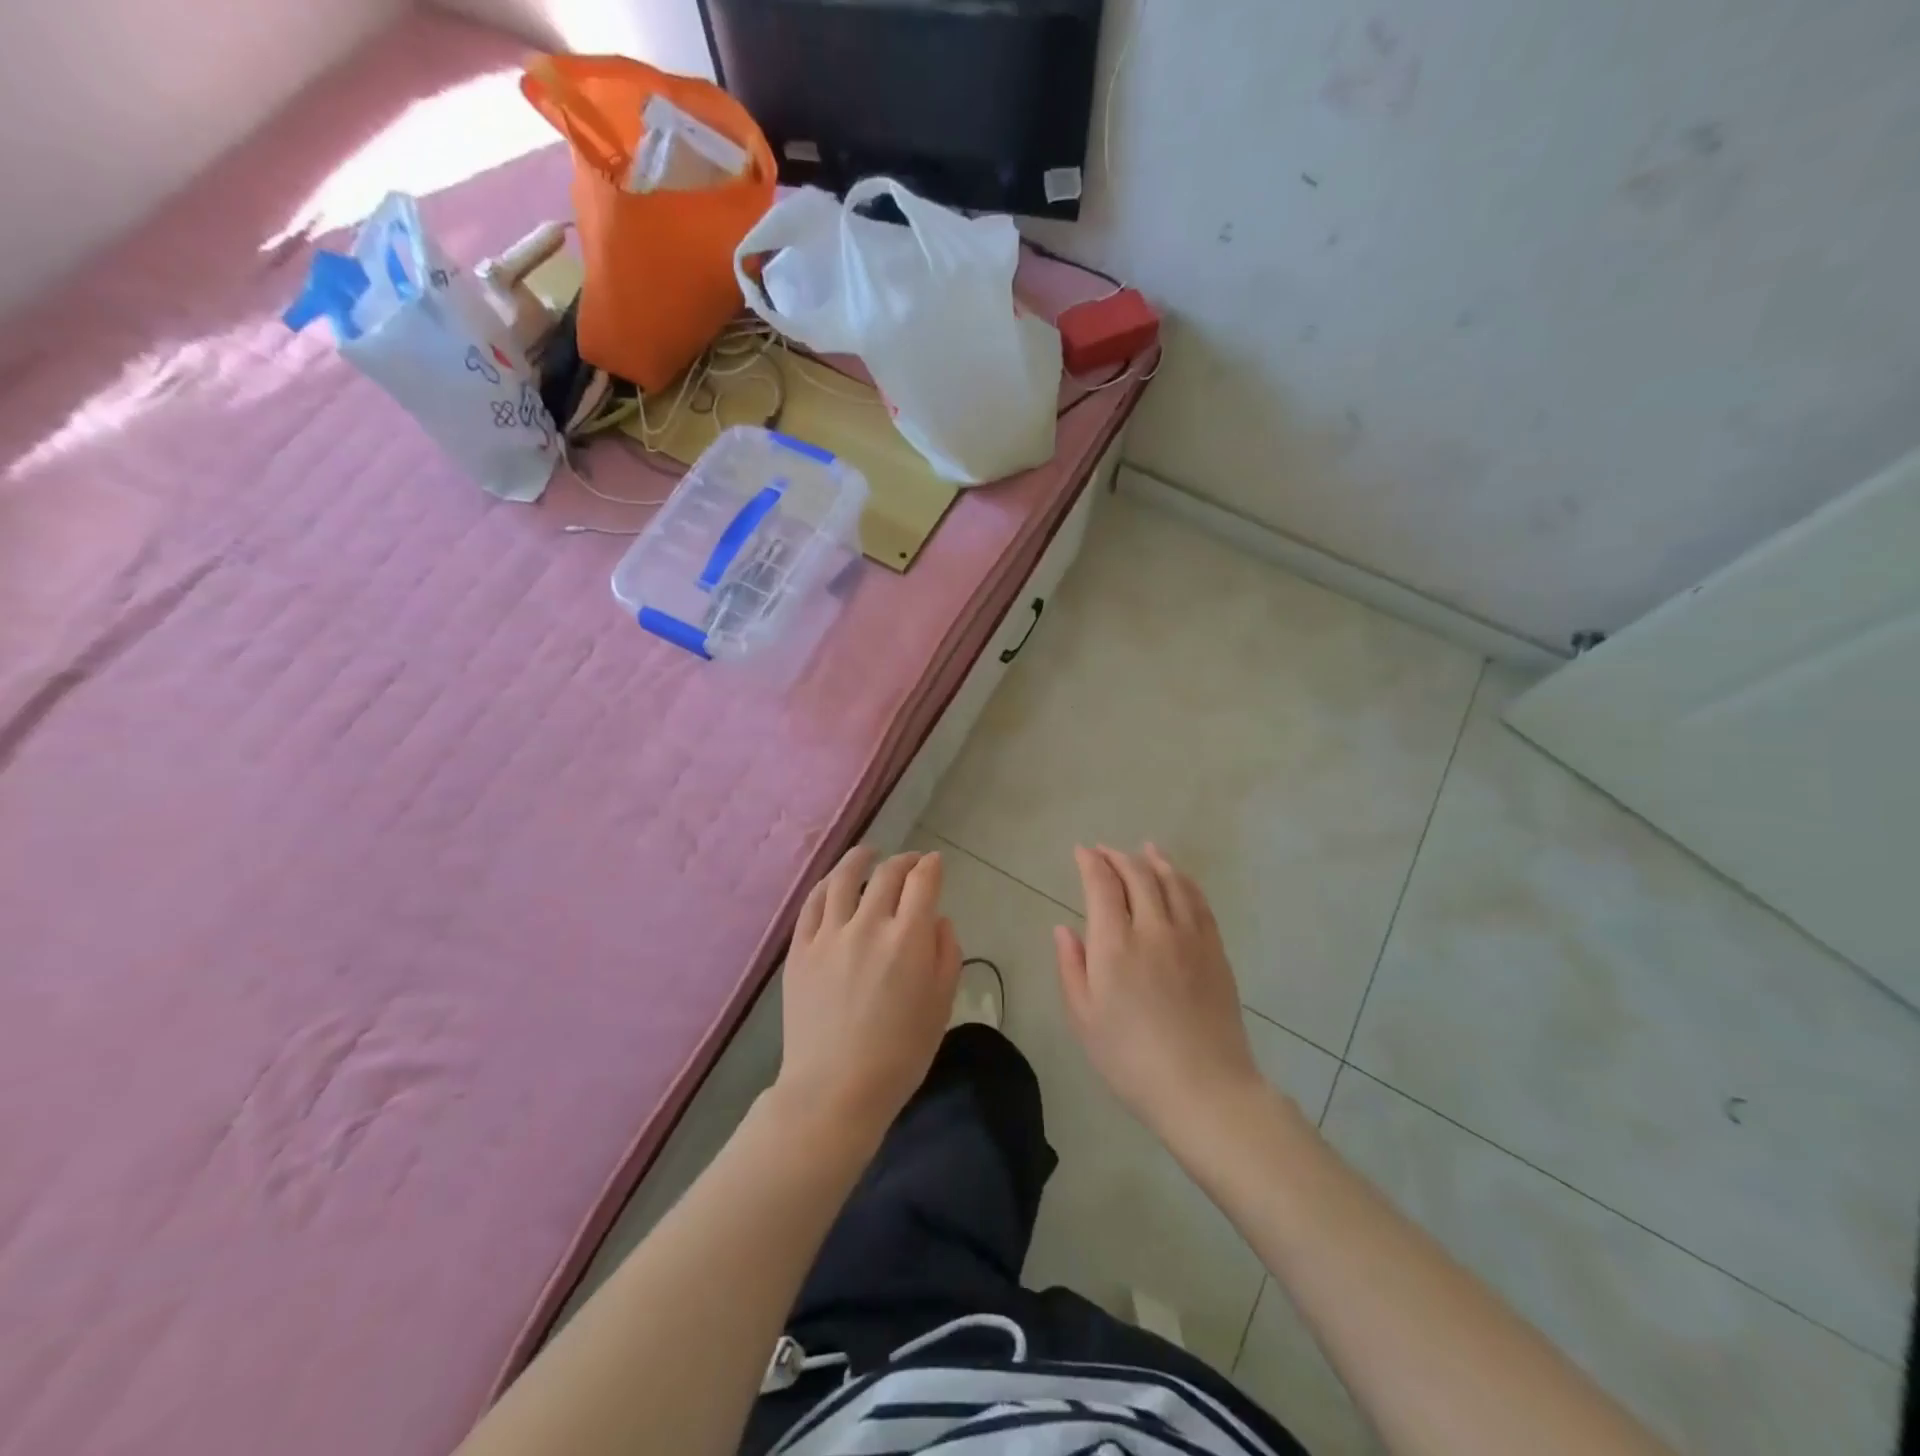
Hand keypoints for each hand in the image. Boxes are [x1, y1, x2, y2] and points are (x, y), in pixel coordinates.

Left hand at [774, 847, 960, 1141]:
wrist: (834, 1090)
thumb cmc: (899, 1055)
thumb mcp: (941, 1006)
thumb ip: (945, 954)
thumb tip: (937, 919)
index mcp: (908, 939)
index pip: (923, 882)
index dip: (931, 866)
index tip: (935, 863)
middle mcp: (868, 925)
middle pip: (887, 875)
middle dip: (904, 862)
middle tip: (910, 862)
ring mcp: (829, 935)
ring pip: (844, 879)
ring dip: (860, 859)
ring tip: (868, 854)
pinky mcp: (800, 949)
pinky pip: (813, 903)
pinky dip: (827, 884)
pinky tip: (834, 882)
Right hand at [1054, 844, 1267, 1142]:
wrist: (1204, 1088)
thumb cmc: (1131, 1059)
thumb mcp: (1084, 1019)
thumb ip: (1071, 967)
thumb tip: (1064, 929)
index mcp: (1115, 945)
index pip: (1102, 885)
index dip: (1091, 862)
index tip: (1081, 852)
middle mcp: (1153, 928)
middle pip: (1137, 875)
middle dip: (1117, 857)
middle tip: (1104, 851)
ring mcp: (1189, 937)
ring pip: (1171, 882)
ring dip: (1154, 860)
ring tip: (1144, 849)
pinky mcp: (1215, 950)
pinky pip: (1199, 901)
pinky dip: (1184, 881)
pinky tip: (1178, 879)